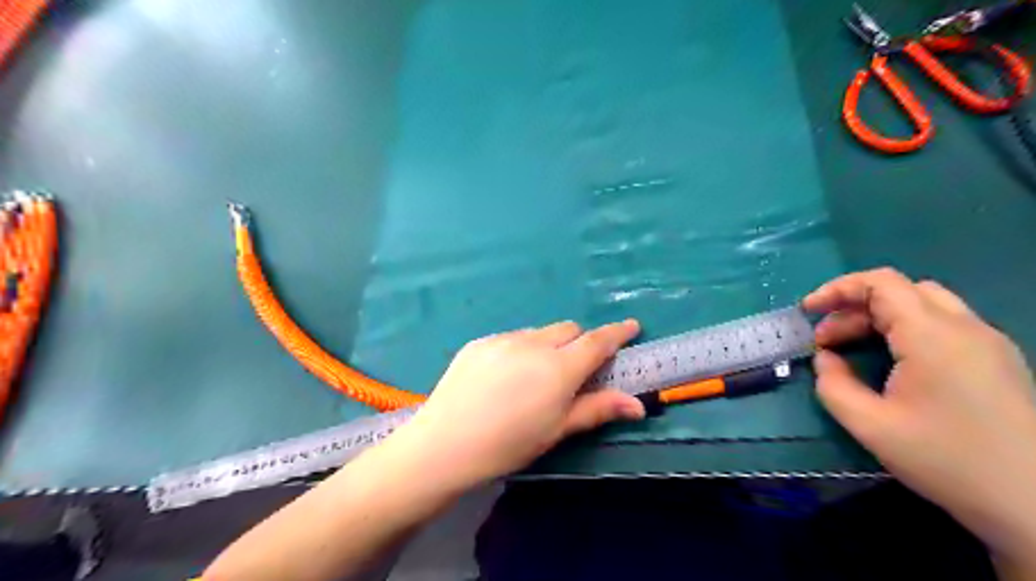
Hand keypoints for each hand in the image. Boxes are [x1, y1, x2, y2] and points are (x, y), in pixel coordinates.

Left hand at [394, 319, 645, 487]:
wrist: (444, 444)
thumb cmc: (508, 444)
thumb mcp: (557, 430)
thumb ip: (597, 409)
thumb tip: (638, 405)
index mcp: (558, 368)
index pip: (597, 341)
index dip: (618, 332)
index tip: (631, 326)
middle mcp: (533, 344)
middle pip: (569, 330)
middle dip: (579, 343)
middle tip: (573, 370)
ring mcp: (503, 339)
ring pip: (539, 332)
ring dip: (548, 346)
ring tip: (532, 378)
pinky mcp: (479, 342)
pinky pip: (512, 338)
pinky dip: (520, 349)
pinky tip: (503, 378)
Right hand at [810, 268, 1035, 561]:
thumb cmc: (947, 460)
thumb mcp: (870, 425)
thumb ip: (833, 384)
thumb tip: (826, 359)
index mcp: (932, 336)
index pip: (880, 283)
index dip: (837, 289)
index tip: (808, 311)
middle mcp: (965, 328)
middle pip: (900, 292)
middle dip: (853, 308)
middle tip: (825, 342)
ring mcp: (988, 343)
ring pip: (924, 306)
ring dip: (879, 318)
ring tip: (852, 349)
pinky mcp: (998, 361)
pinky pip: (943, 325)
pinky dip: (905, 330)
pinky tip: (892, 362)